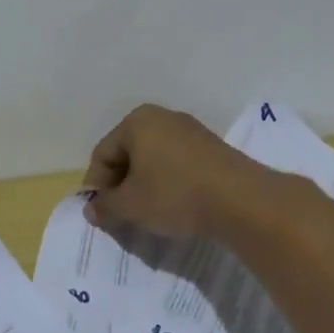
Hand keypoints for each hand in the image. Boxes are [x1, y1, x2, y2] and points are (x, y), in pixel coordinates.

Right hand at [83, 103, 277, 239]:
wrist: (242, 200)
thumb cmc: (175, 194)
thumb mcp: (131, 205)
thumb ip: (105, 206)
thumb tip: (91, 209)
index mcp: (136, 122)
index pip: (103, 154)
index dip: (96, 185)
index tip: (101, 213)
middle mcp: (162, 117)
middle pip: (128, 153)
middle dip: (121, 184)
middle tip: (122, 214)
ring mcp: (190, 131)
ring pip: (153, 159)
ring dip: (144, 185)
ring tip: (147, 213)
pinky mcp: (211, 148)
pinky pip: (176, 164)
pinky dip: (168, 183)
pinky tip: (174, 206)